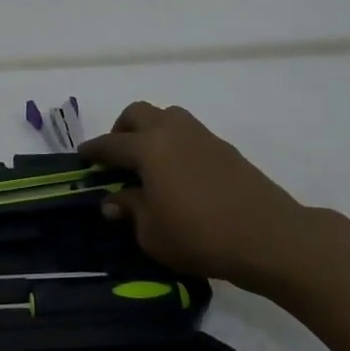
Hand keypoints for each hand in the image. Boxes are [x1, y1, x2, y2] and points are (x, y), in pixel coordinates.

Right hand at [79, 102, 307, 291]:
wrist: (267, 236)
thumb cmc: (199, 235)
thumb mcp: (151, 232)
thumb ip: (130, 210)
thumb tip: (114, 201)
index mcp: (148, 148)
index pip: (111, 143)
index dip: (93, 150)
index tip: (82, 155)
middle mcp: (172, 132)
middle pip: (138, 113)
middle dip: (121, 129)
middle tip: (116, 155)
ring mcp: (202, 136)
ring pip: (167, 116)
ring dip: (150, 130)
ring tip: (148, 160)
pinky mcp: (225, 149)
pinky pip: (189, 133)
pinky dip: (174, 143)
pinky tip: (177, 172)